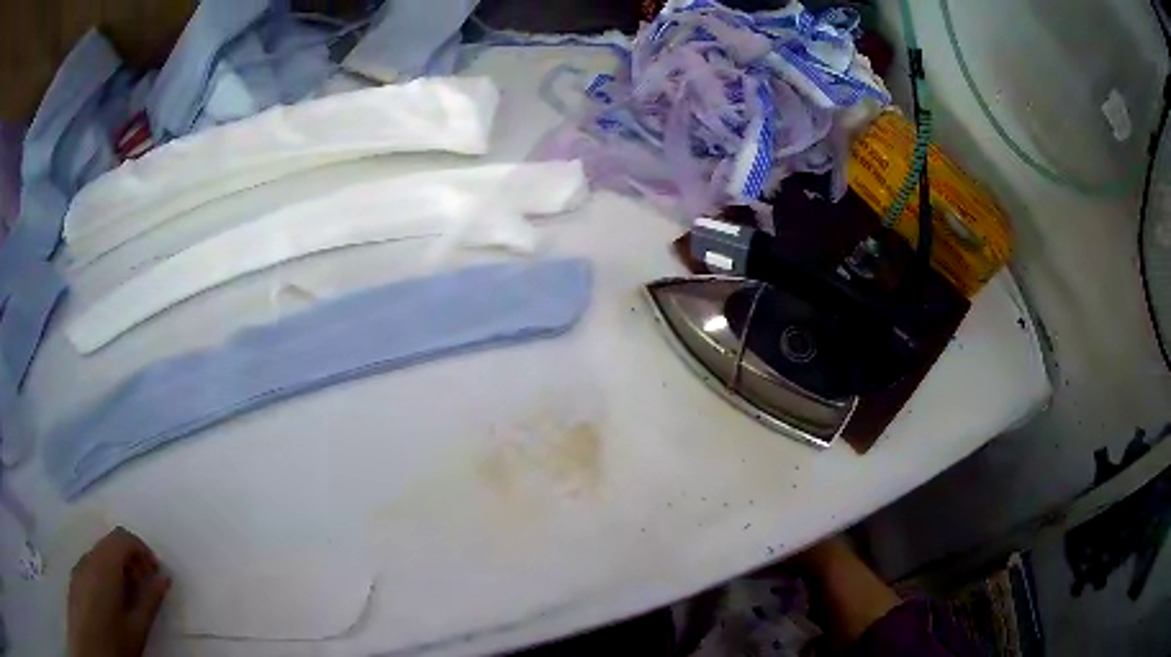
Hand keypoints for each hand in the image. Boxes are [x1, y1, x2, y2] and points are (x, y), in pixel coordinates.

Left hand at [68, 527, 170, 656]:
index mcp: (105, 564)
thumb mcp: (137, 627)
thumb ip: (150, 601)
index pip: (122, 537)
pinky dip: (107, 575)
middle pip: (110, 544)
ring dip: (119, 568)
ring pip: (101, 556)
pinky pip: (93, 565)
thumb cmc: (114, 639)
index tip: (157, 572)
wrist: (89, 643)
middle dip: (131, 560)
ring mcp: (80, 565)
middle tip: (147, 587)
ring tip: (132, 598)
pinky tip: (114, 603)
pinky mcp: (76, 576)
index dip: (142, 549)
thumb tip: (163, 578)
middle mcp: (89, 557)